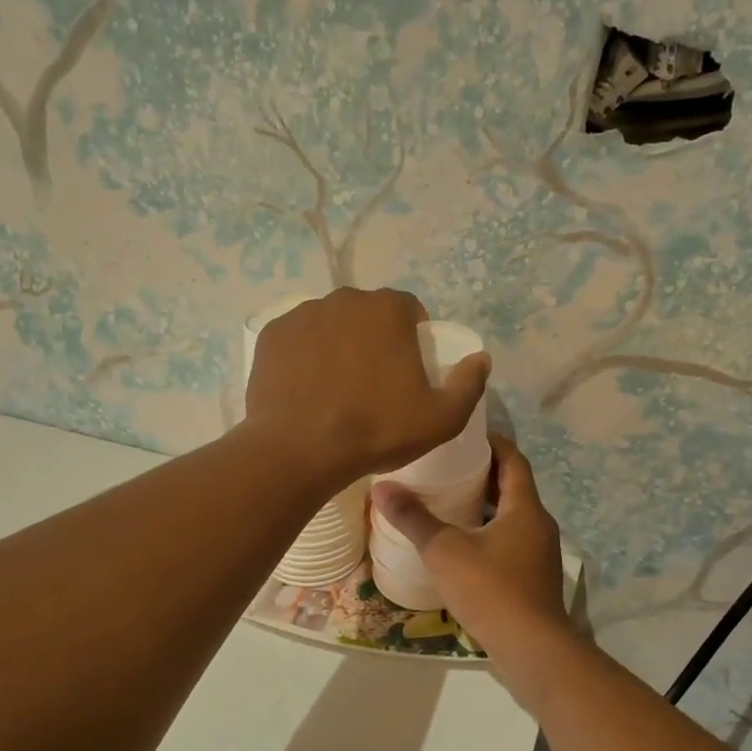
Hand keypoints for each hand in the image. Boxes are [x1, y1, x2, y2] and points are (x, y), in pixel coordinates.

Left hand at [244, 288, 491, 486]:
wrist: (299, 451)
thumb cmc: (376, 431)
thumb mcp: (441, 419)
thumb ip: (469, 384)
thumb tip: (481, 359)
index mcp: (387, 309)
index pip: (409, 310)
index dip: (414, 338)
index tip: (409, 372)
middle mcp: (343, 299)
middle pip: (367, 315)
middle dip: (374, 339)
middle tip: (373, 383)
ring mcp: (302, 315)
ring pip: (330, 325)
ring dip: (338, 346)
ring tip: (336, 389)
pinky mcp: (270, 336)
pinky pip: (297, 341)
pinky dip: (305, 358)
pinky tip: (307, 390)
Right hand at [371, 435, 573, 671]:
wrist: (533, 650)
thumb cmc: (491, 589)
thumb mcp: (445, 550)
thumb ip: (413, 518)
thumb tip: (382, 486)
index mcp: (525, 508)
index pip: (514, 459)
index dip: (492, 442)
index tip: (465, 435)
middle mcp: (539, 525)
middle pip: (513, 487)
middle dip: (484, 474)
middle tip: (447, 466)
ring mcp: (539, 554)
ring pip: (512, 518)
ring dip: (486, 506)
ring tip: (448, 502)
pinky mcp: (534, 580)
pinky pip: (511, 543)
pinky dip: (489, 535)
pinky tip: (461, 547)